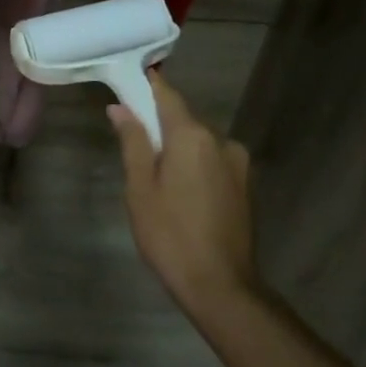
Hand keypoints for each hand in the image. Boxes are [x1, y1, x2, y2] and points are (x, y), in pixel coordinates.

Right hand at [109, 73, 260, 314]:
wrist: (221, 286)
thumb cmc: (170, 234)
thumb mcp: (140, 187)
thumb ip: (132, 142)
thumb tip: (120, 107)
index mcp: (192, 136)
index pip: (167, 95)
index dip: (146, 85)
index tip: (127, 80)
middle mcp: (221, 140)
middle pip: (183, 118)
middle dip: (158, 122)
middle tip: (131, 139)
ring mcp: (238, 163)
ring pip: (199, 142)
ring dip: (178, 146)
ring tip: (155, 175)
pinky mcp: (245, 185)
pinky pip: (212, 160)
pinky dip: (194, 164)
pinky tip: (180, 190)